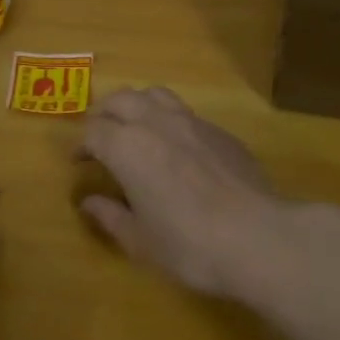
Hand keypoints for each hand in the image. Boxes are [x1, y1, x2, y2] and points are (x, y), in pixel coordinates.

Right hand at [77, 87, 297, 302]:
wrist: (258, 238)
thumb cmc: (188, 245)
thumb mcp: (140, 240)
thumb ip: (110, 216)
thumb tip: (89, 202)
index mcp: (127, 147)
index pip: (94, 131)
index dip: (82, 145)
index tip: (80, 162)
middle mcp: (156, 123)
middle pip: (121, 99)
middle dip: (105, 114)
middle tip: (102, 138)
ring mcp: (193, 122)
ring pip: (155, 94)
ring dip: (138, 106)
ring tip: (137, 130)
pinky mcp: (221, 132)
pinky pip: (187, 113)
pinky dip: (170, 121)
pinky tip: (178, 149)